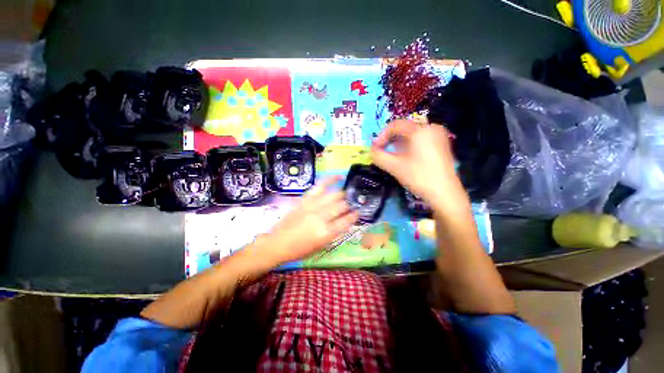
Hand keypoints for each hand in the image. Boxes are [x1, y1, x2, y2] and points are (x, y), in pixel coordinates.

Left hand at [257, 176, 358, 265]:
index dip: (354, 216)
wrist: (278, 243)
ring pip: (334, 196)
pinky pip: (320, 186)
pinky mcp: (306, 199)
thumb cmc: (300, 250)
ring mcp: (313, 206)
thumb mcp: (321, 246)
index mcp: (326, 232)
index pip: (346, 221)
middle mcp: (321, 217)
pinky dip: (330, 180)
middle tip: (353, 203)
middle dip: (349, 204)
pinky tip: (339, 176)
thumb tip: (346, 222)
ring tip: (348, 193)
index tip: (359, 212)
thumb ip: (335, 233)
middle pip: (341, 206)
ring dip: (343, 194)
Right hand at [371, 120, 467, 212]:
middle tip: (382, 152)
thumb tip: (371, 150)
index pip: (395, 125)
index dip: (381, 135)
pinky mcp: (441, 144)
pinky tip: (405, 157)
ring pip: (412, 134)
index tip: (375, 148)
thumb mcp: (394, 167)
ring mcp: (438, 135)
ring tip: (392, 156)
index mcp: (420, 130)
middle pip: (404, 128)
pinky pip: (420, 139)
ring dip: (398, 143)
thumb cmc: (419, 177)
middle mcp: (431, 127)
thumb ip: (378, 156)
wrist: (444, 193)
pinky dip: (409, 145)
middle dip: (390, 140)